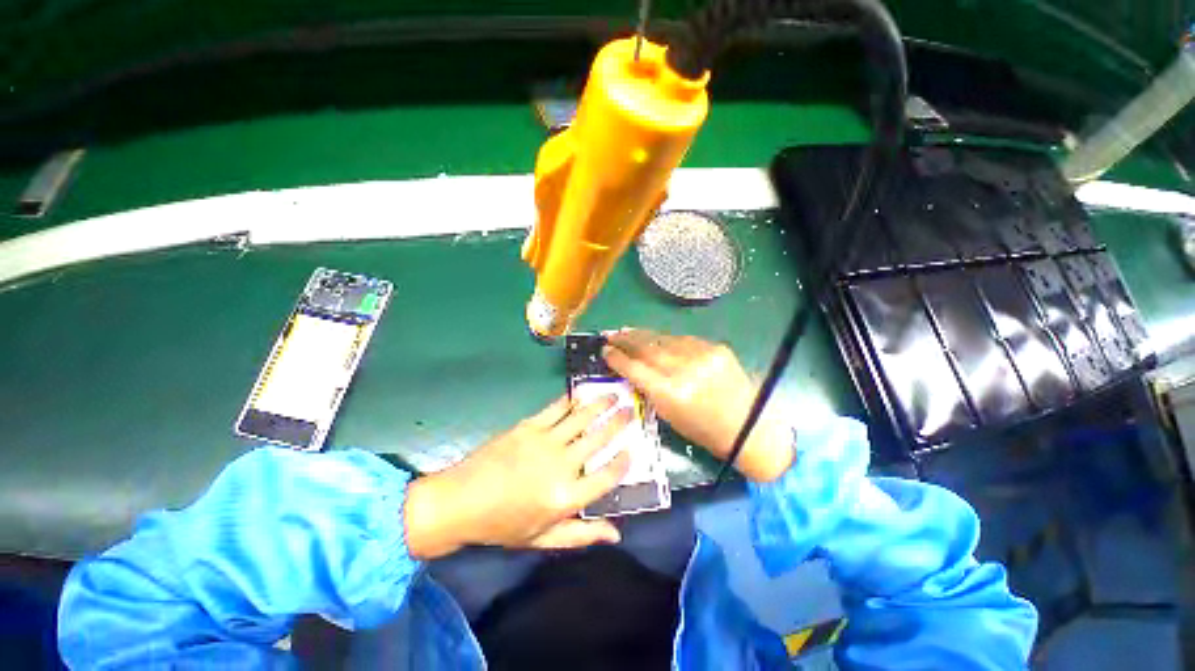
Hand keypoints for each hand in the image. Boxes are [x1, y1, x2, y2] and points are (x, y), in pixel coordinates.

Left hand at [405, 396, 631, 559]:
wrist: (461, 501)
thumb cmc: (503, 525)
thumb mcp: (543, 538)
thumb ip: (582, 534)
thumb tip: (617, 534)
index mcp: (566, 497)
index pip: (607, 476)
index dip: (624, 462)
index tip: (633, 450)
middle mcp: (562, 465)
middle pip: (598, 439)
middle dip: (618, 423)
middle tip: (630, 410)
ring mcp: (545, 441)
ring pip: (581, 418)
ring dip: (599, 405)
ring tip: (613, 395)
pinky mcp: (529, 426)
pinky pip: (556, 409)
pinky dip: (571, 401)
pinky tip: (580, 394)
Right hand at [603, 329, 793, 482]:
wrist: (749, 426)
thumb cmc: (704, 430)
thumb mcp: (669, 415)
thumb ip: (648, 389)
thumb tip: (630, 367)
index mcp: (671, 393)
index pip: (635, 368)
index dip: (617, 358)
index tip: (605, 350)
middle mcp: (685, 369)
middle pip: (647, 347)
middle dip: (626, 339)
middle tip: (612, 335)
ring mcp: (702, 355)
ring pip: (663, 339)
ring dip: (643, 335)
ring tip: (628, 332)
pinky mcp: (716, 347)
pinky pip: (683, 340)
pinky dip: (667, 340)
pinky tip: (657, 340)